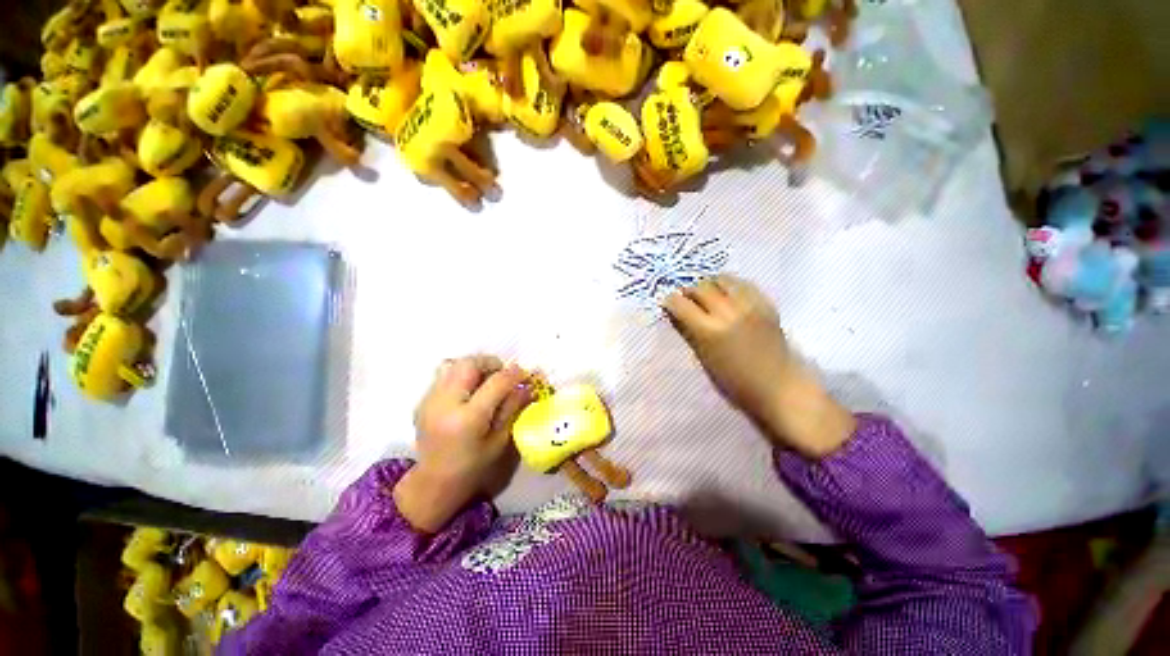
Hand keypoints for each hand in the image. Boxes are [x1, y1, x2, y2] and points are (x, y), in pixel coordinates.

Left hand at [394, 355, 530, 532]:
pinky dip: (461, 375)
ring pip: (454, 364)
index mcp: (467, 419)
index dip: (514, 374)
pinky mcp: (422, 400)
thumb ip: (513, 408)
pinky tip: (468, 392)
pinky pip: (444, 374)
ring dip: (475, 367)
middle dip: (490, 363)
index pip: (495, 383)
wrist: (433, 482)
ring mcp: (429, 400)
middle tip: (502, 375)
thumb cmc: (473, 466)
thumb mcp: (499, 440)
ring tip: (485, 381)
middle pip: (469, 364)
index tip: (525, 374)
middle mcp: (444, 404)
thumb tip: (528, 385)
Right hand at [663, 275, 855, 458]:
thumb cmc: (734, 381)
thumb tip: (675, 313)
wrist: (778, 385)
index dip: (670, 300)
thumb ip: (689, 332)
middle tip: (686, 298)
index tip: (668, 302)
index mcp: (709, 331)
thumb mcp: (704, 358)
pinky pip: (743, 284)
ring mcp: (749, 306)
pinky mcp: (765, 304)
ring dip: (710, 284)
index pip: (681, 304)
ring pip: (723, 279)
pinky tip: (727, 294)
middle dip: (689, 291)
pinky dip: (731, 285)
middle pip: (701, 287)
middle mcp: (728, 312)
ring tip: (707, 293)